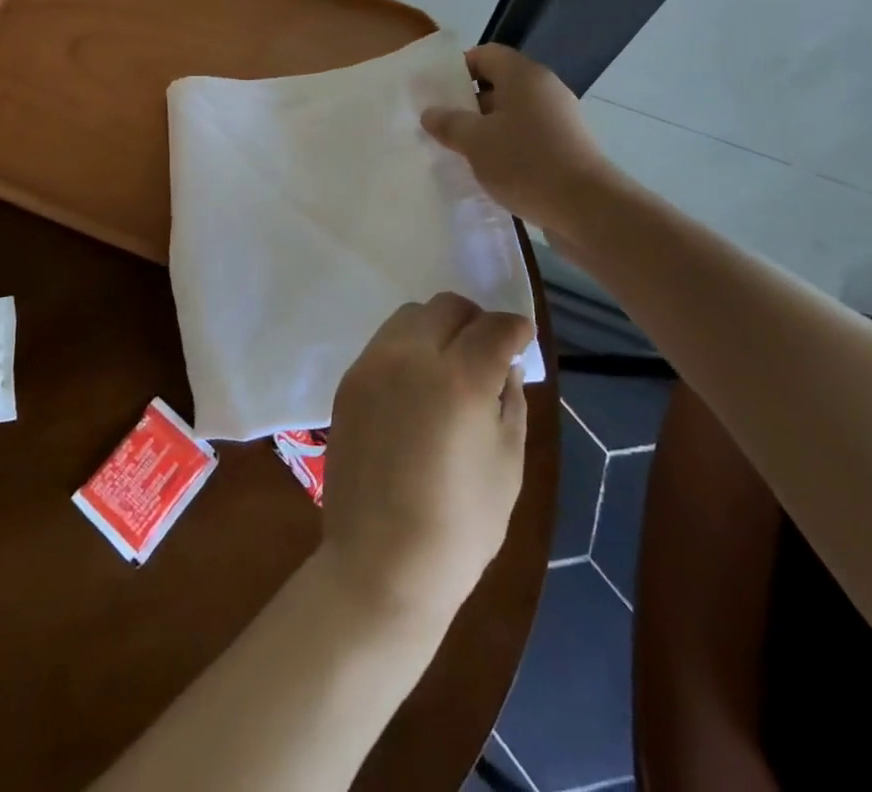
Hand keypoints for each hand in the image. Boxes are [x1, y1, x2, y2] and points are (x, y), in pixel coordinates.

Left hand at [319, 292, 533, 629]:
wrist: (380, 564)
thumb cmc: (459, 526)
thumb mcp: (507, 464)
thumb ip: (510, 400)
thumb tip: (505, 364)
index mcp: (459, 379)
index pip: (493, 326)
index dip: (515, 328)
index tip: (521, 338)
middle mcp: (411, 357)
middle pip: (447, 306)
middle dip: (474, 320)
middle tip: (486, 349)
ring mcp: (373, 365)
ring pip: (410, 316)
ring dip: (437, 328)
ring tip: (449, 363)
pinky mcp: (349, 380)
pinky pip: (384, 342)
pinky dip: (408, 348)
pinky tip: (417, 384)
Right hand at [421, 43, 615, 237]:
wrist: (587, 208)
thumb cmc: (525, 163)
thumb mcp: (475, 142)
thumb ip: (448, 123)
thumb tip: (430, 113)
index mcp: (523, 75)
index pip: (485, 54)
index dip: (457, 70)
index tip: (436, 95)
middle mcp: (544, 89)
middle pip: (498, 84)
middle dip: (468, 104)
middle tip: (442, 127)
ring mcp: (560, 118)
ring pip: (512, 113)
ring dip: (486, 129)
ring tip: (460, 153)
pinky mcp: (567, 146)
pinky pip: (528, 136)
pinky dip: (507, 147)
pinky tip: (490, 171)